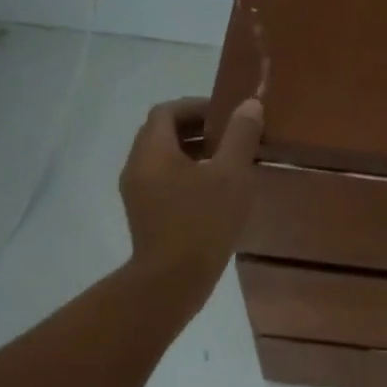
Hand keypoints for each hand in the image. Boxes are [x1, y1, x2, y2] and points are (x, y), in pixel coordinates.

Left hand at [119, 97, 263, 305]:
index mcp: (152, 151)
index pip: (167, 112)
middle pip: (162, 134)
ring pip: (164, 160)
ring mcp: (137, 194)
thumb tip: (249, 105)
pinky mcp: (145, 215)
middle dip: (197, 129)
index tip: (227, 115)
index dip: (197, 106)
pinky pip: (164, 182)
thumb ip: (240, 136)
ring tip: (228, 164)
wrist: (172, 281)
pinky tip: (216, 194)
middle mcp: (137, 167)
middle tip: (232, 137)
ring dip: (194, 154)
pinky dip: (188, 176)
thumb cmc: (202, 222)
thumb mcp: (231, 175)